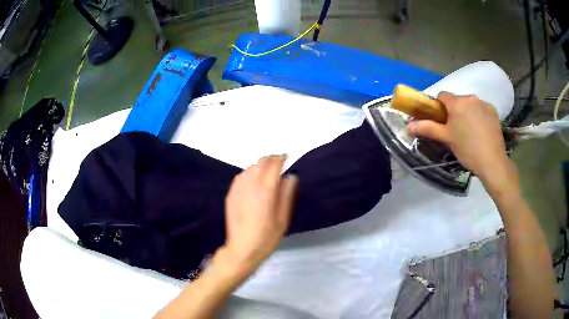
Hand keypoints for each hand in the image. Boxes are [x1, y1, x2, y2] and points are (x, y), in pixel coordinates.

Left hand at [219, 155, 297, 276]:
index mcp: (265, 190)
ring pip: (250, 168)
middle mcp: (250, 185)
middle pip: (261, 162)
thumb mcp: (283, 218)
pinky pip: (241, 176)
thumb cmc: (267, 236)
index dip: (281, 158)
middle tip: (279, 163)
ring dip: (260, 165)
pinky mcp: (231, 194)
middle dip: (271, 159)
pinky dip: (250, 173)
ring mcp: (238, 189)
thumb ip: (287, 195)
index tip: (287, 157)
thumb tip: (291, 177)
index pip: (273, 165)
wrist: (242, 249)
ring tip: (268, 171)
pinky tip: (254, 180)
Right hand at [406, 92, 517, 194]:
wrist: (492, 162)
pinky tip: (481, 131)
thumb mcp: (446, 139)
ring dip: (467, 113)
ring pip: (470, 104)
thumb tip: (408, 126)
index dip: (439, 107)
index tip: (442, 121)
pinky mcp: (493, 111)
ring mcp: (484, 103)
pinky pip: (482, 109)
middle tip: (456, 130)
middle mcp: (470, 98)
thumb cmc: (467, 150)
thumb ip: (428, 129)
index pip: (442, 96)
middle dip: (454, 111)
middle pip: (457, 100)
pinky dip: (479, 116)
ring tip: (470, 132)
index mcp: (457, 103)